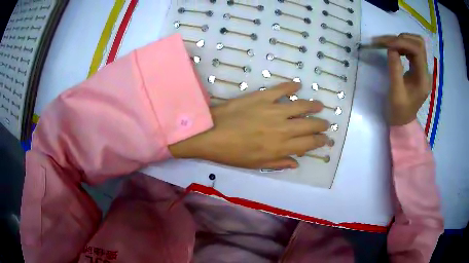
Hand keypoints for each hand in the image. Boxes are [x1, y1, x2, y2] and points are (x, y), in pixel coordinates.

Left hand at [169, 82, 329, 168]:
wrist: (210, 133)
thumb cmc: (232, 153)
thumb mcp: (255, 164)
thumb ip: (278, 163)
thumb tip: (296, 162)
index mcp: (281, 147)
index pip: (308, 144)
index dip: (320, 141)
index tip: (325, 139)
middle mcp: (283, 128)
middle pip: (309, 125)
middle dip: (321, 125)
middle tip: (326, 123)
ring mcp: (273, 110)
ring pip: (301, 106)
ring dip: (313, 105)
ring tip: (319, 105)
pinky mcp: (262, 97)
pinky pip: (281, 89)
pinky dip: (290, 86)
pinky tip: (297, 85)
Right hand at [373, 33, 431, 125]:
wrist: (403, 121)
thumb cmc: (399, 110)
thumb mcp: (396, 92)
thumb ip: (395, 69)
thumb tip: (391, 48)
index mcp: (423, 79)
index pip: (418, 50)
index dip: (403, 42)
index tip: (387, 44)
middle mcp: (426, 71)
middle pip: (419, 43)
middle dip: (403, 39)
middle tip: (388, 42)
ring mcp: (422, 69)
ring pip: (416, 44)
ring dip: (402, 40)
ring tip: (389, 44)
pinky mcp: (418, 68)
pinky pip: (412, 49)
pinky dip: (402, 45)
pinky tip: (394, 49)